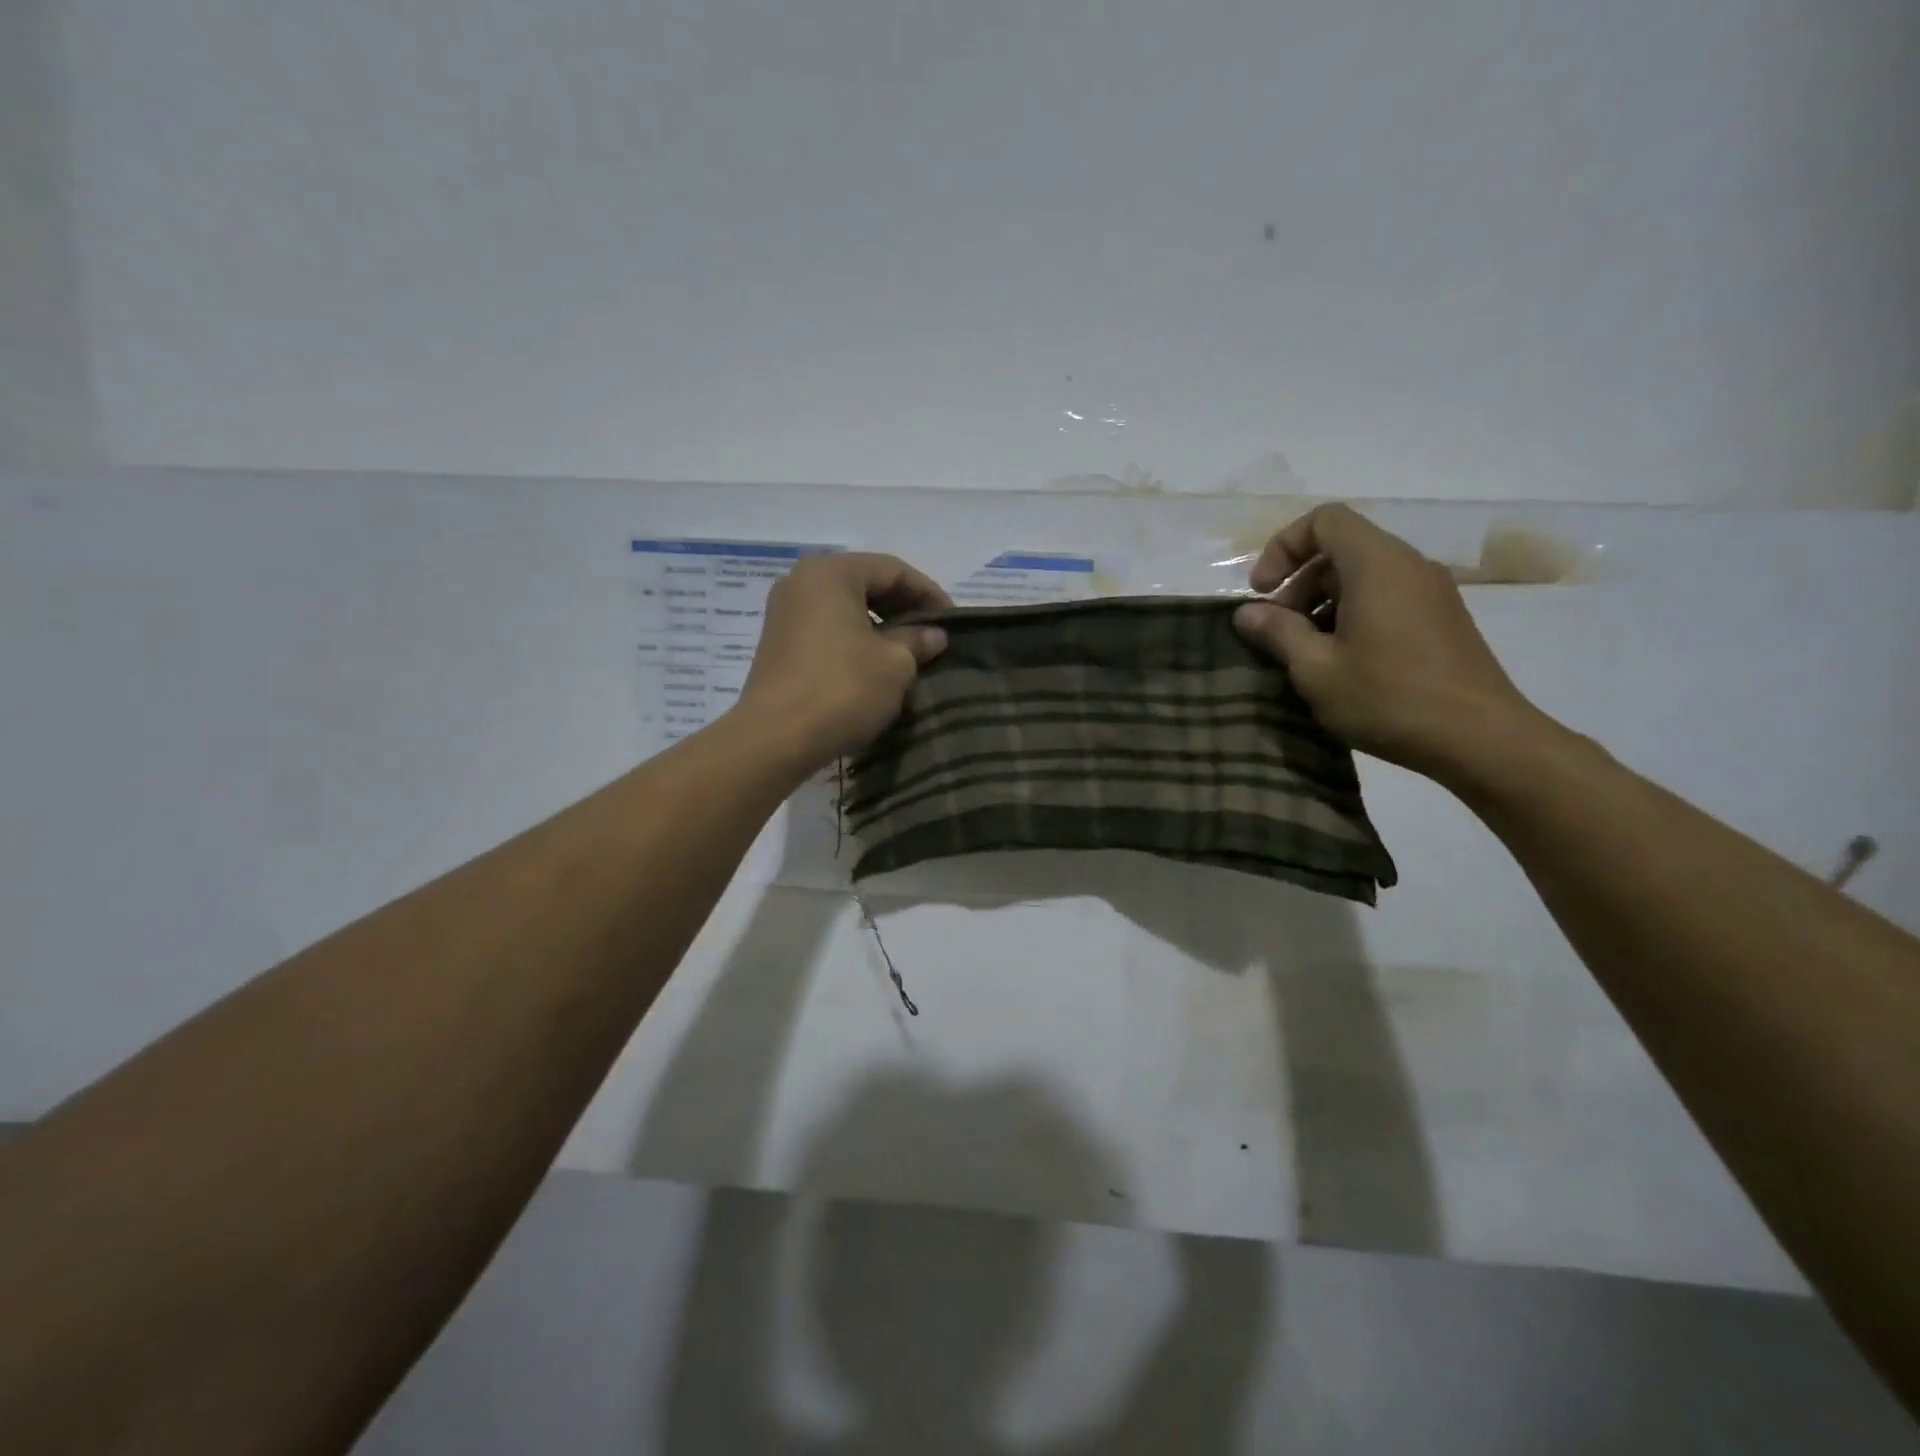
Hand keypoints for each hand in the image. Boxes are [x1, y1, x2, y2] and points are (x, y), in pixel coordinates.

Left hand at [738, 552, 951, 769]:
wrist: (776, 738)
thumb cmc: (842, 689)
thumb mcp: (895, 664)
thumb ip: (917, 640)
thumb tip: (933, 635)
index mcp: (831, 573)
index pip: (892, 570)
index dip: (928, 593)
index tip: (953, 622)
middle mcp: (801, 581)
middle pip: (865, 584)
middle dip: (903, 608)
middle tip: (932, 635)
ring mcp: (785, 612)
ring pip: (845, 608)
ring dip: (880, 626)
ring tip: (908, 652)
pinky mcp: (778, 643)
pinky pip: (827, 629)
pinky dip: (855, 639)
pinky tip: (874, 665)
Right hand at [1232, 505, 1542, 781]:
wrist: (1480, 739)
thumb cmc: (1389, 698)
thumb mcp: (1316, 669)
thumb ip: (1278, 632)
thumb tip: (1246, 612)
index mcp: (1377, 565)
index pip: (1324, 520)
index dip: (1282, 547)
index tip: (1262, 592)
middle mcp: (1408, 566)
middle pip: (1341, 549)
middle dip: (1298, 584)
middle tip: (1279, 632)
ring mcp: (1431, 592)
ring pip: (1362, 576)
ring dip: (1322, 605)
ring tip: (1305, 653)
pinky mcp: (1441, 619)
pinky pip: (1385, 598)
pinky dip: (1351, 616)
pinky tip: (1341, 663)